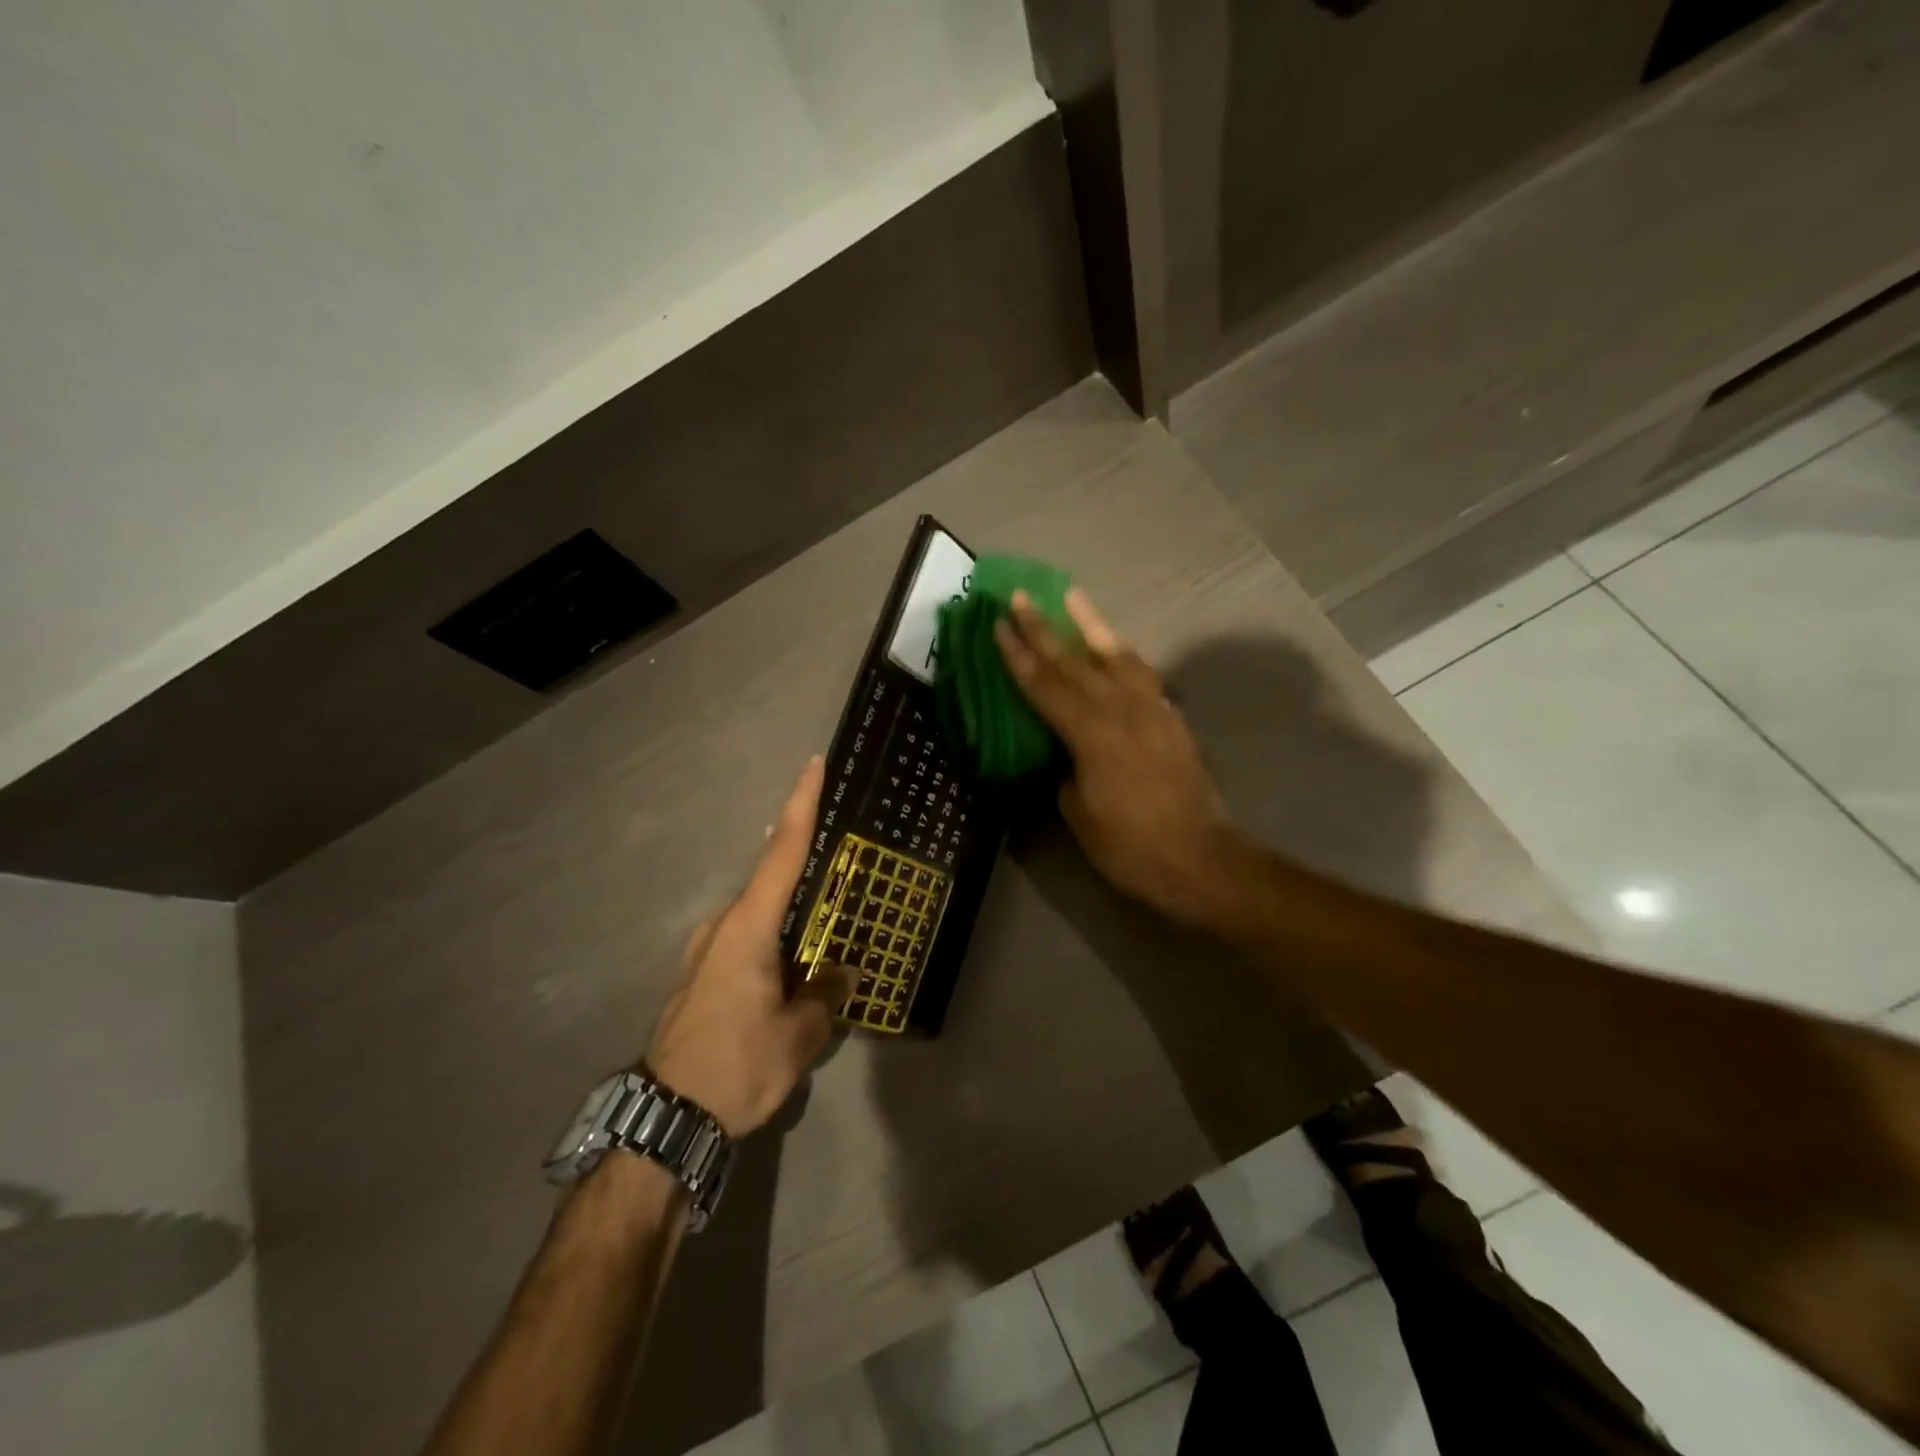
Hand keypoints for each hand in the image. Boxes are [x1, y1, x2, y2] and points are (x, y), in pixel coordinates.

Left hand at [645, 758, 852, 1137]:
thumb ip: (824, 997)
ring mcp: (704, 952)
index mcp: (748, 928)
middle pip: (769, 878)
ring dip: (788, 908)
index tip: (813, 764)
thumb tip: (841, 974)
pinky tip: (791, 960)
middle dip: (801, 858)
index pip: (782, 852)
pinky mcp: (699, 977)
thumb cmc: (735, 1067)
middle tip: (838, 853)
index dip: (800, 805)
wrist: (665, 1120)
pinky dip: (772, 935)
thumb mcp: (796, 1037)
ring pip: (756, 913)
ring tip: (822, 918)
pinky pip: (745, 938)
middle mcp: (722, 927)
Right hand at [995, 589, 1242, 923]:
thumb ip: (1067, 770)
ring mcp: (1151, 710)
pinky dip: (1123, 655)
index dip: (1018, 655)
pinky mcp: (1171, 719)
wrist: (1200, 858)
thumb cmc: (1130, 846)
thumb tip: (1065, 753)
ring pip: (1115, 656)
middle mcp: (1121, 711)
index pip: (1045, 686)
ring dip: (1090, 625)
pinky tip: (1114, 647)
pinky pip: (1142, 675)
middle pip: (1074, 662)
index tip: (998, 624)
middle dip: (1043, 628)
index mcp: (1091, 735)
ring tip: (1072, 596)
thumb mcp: (1079, 813)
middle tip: (1019, 597)